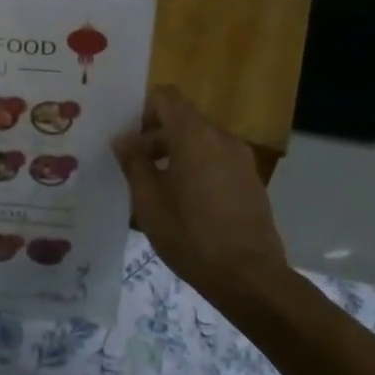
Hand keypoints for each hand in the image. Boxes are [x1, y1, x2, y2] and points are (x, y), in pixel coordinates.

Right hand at [115, 85, 285, 301]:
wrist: (250, 277)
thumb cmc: (191, 235)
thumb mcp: (148, 201)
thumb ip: (134, 162)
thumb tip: (124, 138)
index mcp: (194, 135)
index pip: (166, 97)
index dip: (143, 110)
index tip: (128, 137)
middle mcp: (221, 137)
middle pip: (183, 119)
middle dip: (156, 136)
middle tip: (133, 167)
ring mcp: (241, 159)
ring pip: (200, 141)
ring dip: (175, 154)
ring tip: (156, 189)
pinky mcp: (250, 180)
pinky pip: (216, 160)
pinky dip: (196, 168)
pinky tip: (184, 203)